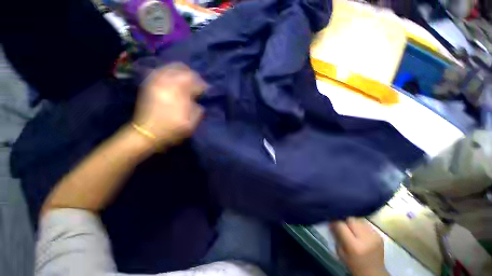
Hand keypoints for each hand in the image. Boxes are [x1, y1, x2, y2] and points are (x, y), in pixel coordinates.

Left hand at [132, 63, 206, 146]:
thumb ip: (198, 111)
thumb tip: (199, 102)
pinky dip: (170, 71)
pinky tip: (174, 78)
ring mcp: (156, 82)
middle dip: (194, 76)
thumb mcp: (191, 124)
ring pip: (172, 67)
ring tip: (187, 80)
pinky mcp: (150, 84)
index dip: (203, 85)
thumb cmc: (172, 130)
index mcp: (179, 94)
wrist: (147, 132)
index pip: (195, 82)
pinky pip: (160, 70)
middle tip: (197, 84)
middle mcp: (167, 84)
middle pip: (184, 70)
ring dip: (183, 72)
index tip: (206, 90)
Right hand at [330, 218, 388, 275]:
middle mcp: (365, 238)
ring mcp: (374, 236)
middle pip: (350, 219)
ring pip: (358, 219)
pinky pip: (365, 224)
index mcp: (354, 245)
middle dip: (344, 219)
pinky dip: (360, 225)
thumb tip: (331, 222)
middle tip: (341, 223)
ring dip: (352, 222)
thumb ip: (336, 236)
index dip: (334, 221)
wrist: (373, 273)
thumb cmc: (353, 264)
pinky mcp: (379, 235)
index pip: (340, 224)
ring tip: (350, 228)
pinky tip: (359, 231)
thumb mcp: (340, 252)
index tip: (330, 220)